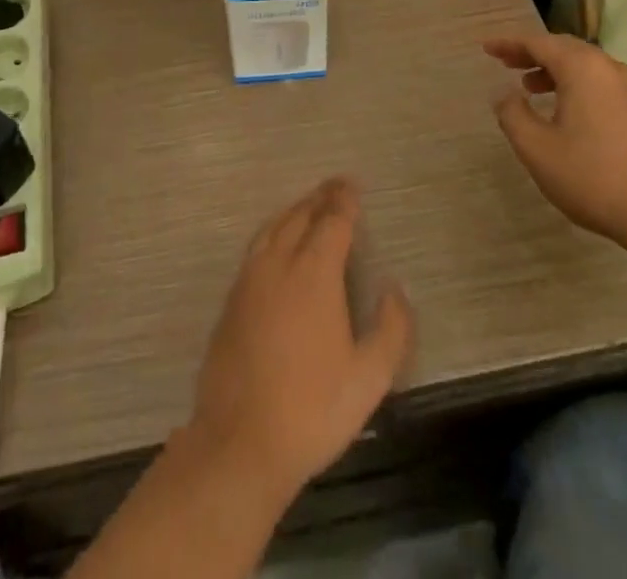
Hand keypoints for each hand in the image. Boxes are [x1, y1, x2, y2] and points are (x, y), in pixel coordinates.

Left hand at [184, 177, 413, 502]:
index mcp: (314, 272)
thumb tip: (395, 288)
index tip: (353, 185)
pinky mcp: (232, 298)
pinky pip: (257, 247)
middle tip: (335, 188)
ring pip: (273, 227)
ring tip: (309, 207)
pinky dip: (274, 232)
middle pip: (300, 216)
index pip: (332, 221)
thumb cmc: (312, 409)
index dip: (344, 200)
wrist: (240, 441)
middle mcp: (279, 263)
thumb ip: (391, 328)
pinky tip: (279, 245)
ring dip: (294, 211)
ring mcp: (250, 278)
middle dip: (320, 199)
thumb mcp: (369, 378)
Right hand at [485, 32, 626, 242]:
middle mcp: (608, 68)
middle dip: (532, 53)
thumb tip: (505, 95)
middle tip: (507, 63)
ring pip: (585, 67)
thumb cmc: (594, 175)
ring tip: (531, 89)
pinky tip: (567, 113)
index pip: (537, 42)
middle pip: (563, 48)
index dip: (509, 44)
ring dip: (554, 71)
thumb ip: (513, 115)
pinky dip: (576, 87)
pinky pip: (601, 85)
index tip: (487, 48)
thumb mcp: (537, 148)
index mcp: (581, 67)